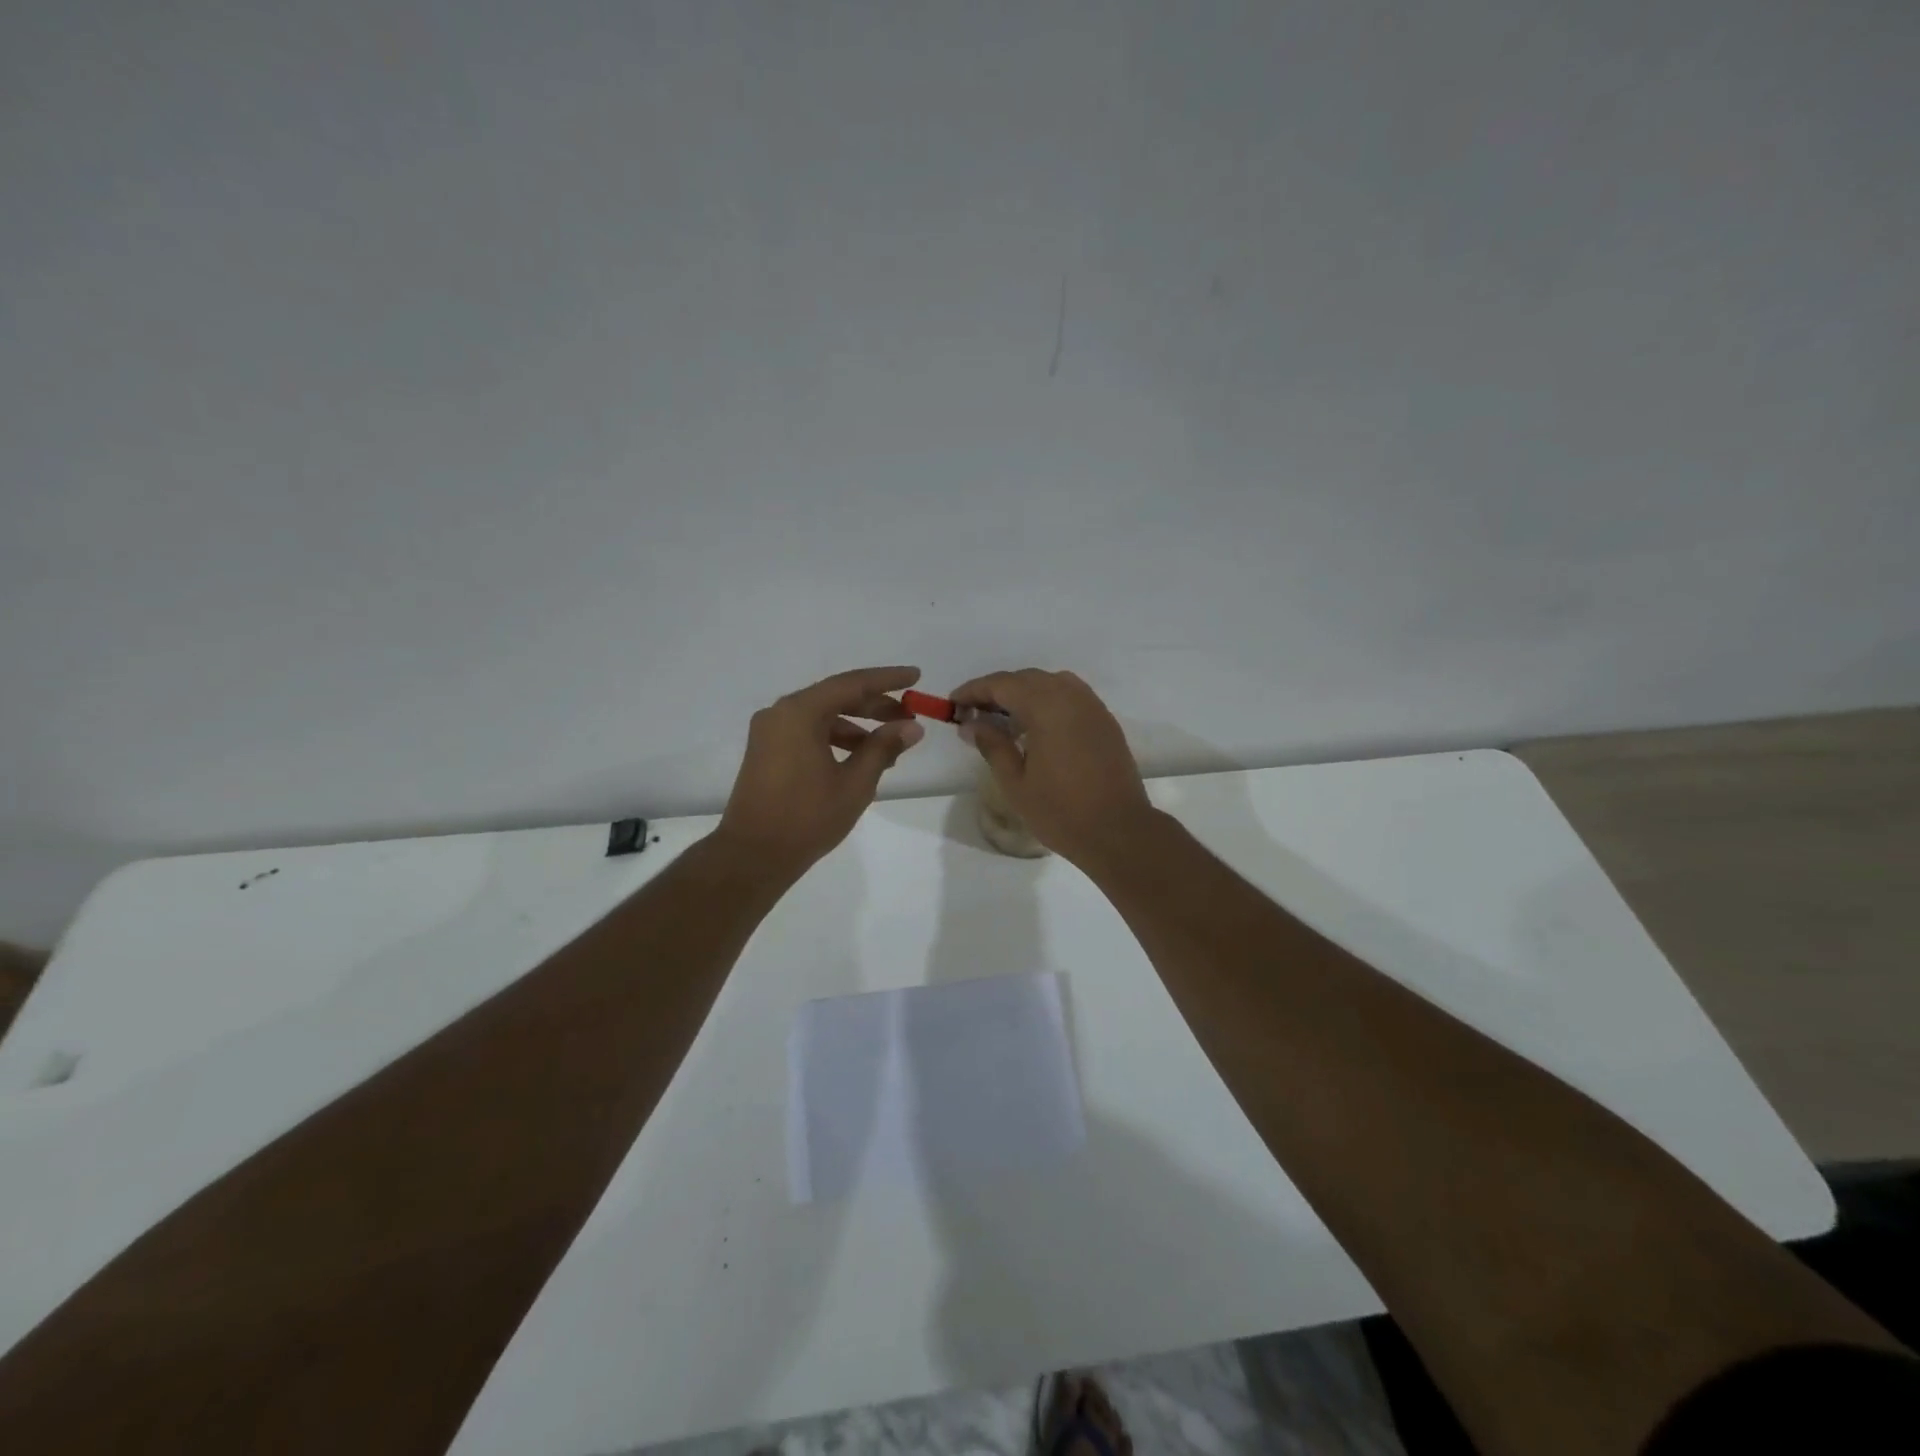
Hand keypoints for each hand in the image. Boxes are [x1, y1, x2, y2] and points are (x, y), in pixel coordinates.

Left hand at [716, 666, 925, 875]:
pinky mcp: (767, 750)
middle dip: (875, 705)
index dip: (887, 679)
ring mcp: (770, 732)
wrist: (753, 855)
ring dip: (857, 725)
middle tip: (908, 715)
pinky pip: (808, 732)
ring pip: (822, 716)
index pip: (852, 684)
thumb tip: (912, 727)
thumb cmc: (807, 817)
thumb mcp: (855, 783)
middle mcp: (781, 713)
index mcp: (800, 712)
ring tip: (890, 745)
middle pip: (836, 696)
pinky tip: (859, 758)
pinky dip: (835, 738)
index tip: (915, 676)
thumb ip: (883, 748)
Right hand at [950, 669, 1155, 867]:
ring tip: (1004, 720)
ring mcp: (1092, 706)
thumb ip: (992, 745)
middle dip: (997, 691)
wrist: (1118, 831)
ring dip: (1023, 694)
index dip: (974, 691)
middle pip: (1026, 679)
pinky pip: (1070, 697)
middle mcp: (1071, 695)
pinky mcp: (1105, 721)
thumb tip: (971, 724)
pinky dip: (1047, 702)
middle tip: (973, 714)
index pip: (1002, 684)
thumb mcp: (1015, 782)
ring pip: (1050, 684)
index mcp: (1046, 706)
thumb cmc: (1061, 811)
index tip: (953, 704)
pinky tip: (1036, 728)